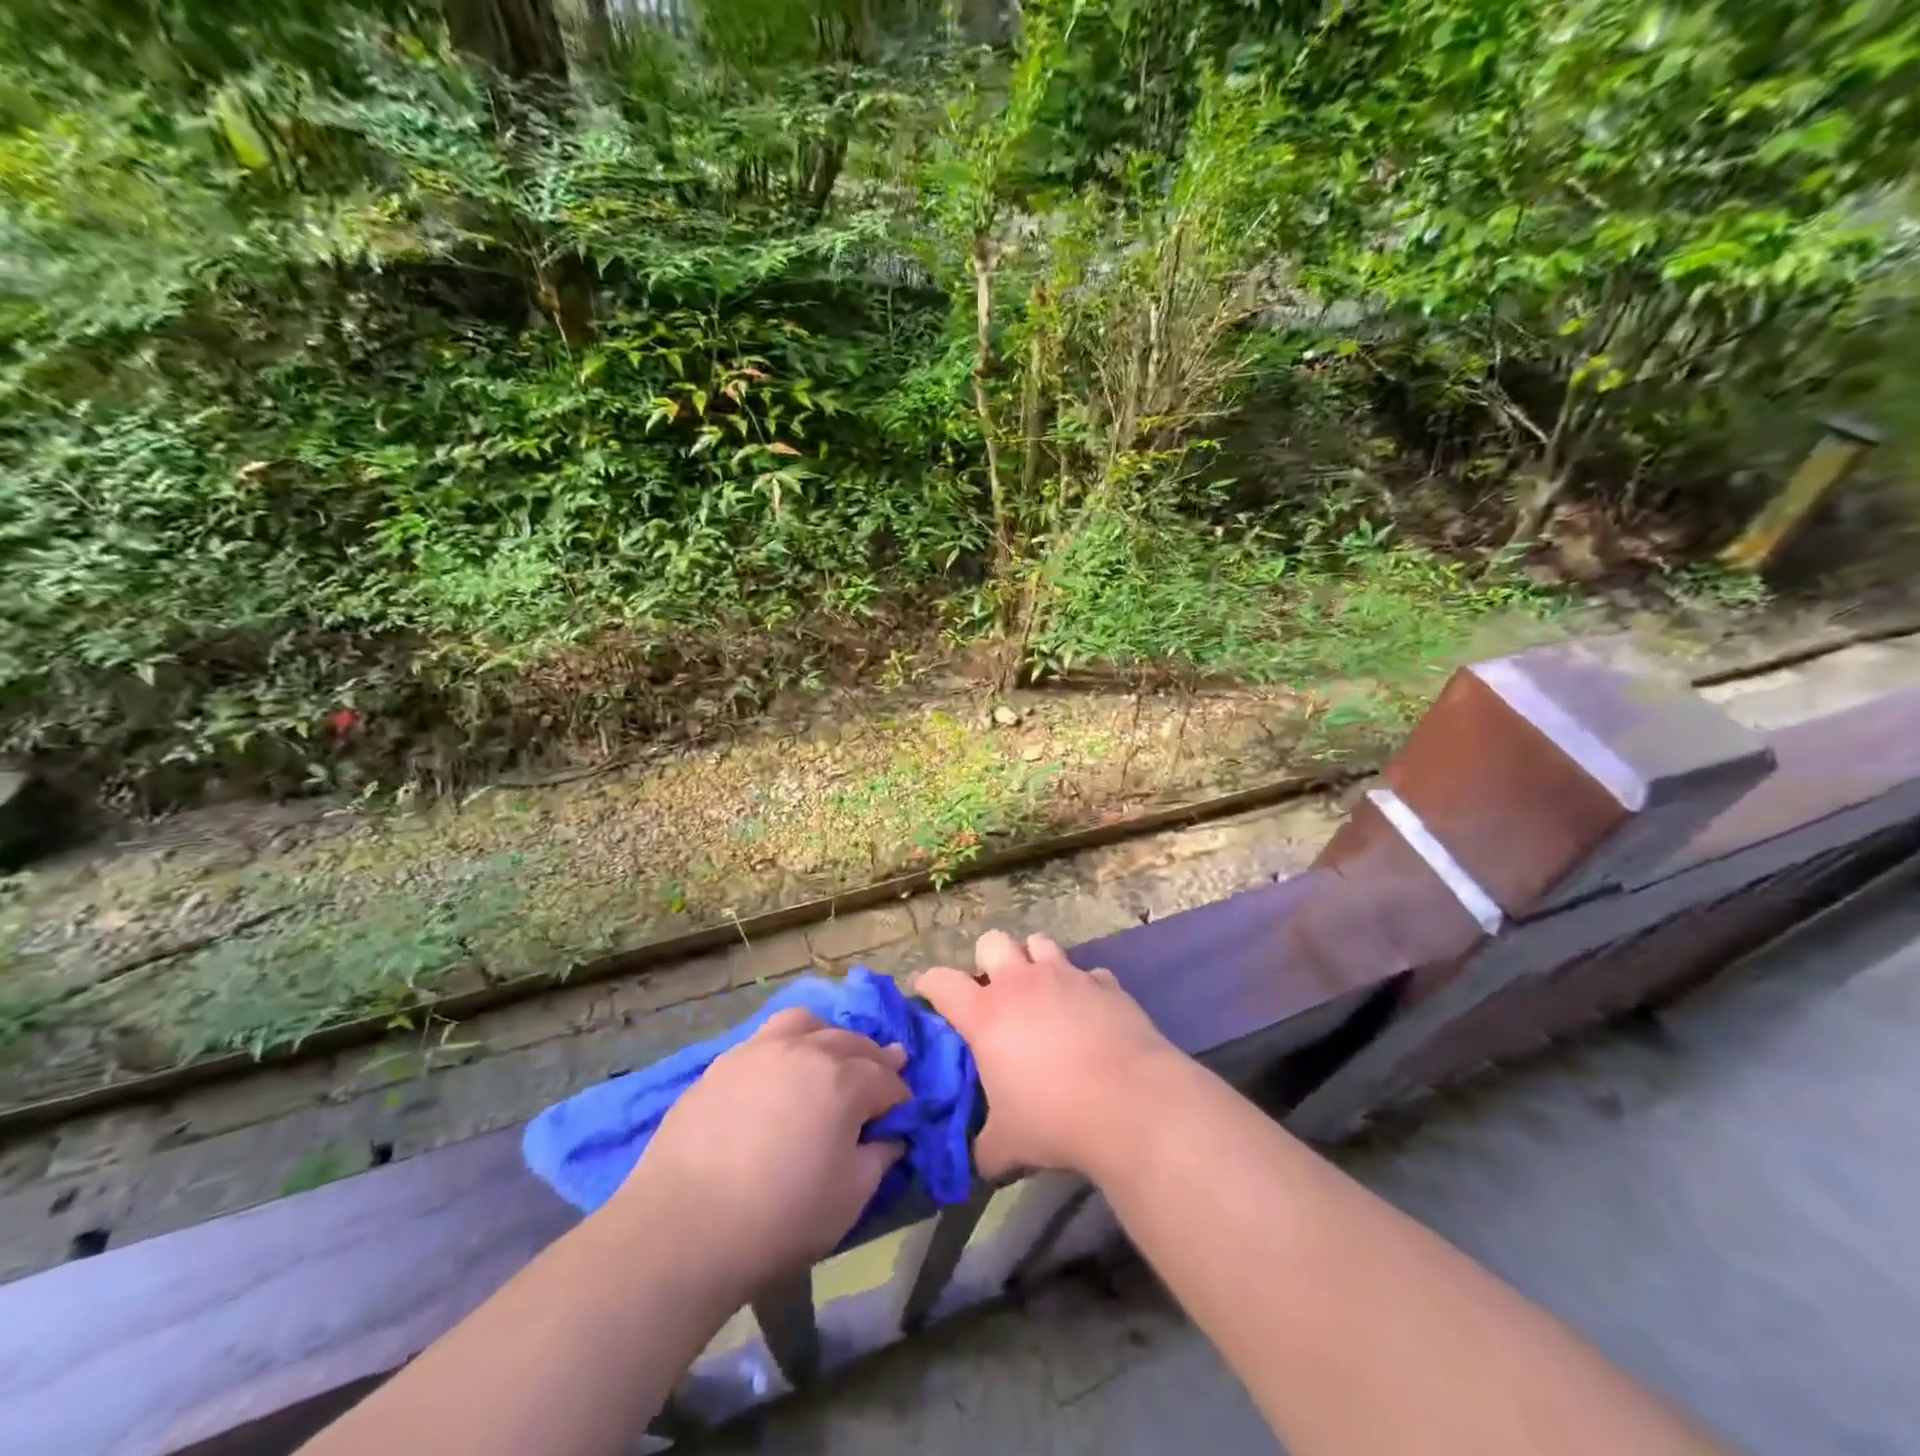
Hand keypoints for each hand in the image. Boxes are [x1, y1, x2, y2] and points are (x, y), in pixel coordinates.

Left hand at [606, 1008, 909, 1298]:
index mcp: (845, 1080)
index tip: (902, 1115)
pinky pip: (767, 1038)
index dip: (900, 1099)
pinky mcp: (724, 1063)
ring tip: (828, 1058)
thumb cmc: (779, 1217)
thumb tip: (889, 1138)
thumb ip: (878, 1160)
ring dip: (828, 1038)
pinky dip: (787, 1046)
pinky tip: (780, 1073)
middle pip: (852, 1043)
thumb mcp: (848, 1199)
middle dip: (874, 1060)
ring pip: (808, 1024)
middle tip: (880, 1078)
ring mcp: (761, 1050)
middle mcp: (807, 1050)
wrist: (683, 1226)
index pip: (887, 1080)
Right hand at [917, 930, 1182, 1180]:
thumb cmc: (1054, 1119)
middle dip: (988, 960)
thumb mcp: (1008, 1145)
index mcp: (986, 1014)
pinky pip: (1087, 973)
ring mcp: (1065, 976)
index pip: (942, 982)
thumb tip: (981, 1161)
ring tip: (1040, 991)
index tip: (926, 989)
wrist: (1129, 1103)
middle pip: (992, 942)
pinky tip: (1089, 1012)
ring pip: (1039, 943)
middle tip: (994, 991)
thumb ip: (986, 1147)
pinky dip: (1083, 987)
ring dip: (1034, 960)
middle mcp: (1021, 983)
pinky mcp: (1105, 983)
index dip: (929, 982)